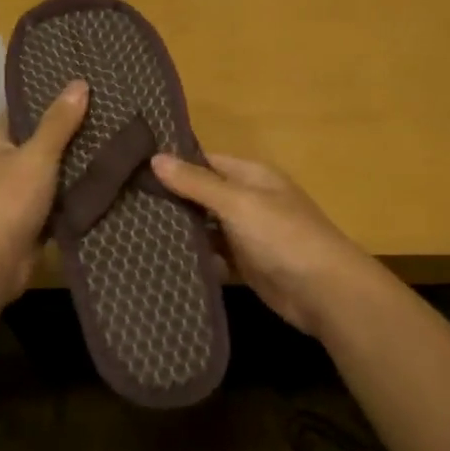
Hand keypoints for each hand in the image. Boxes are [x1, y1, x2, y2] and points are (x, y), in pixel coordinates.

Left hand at [0, 80, 88, 297]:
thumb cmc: (7, 199)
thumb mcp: (37, 154)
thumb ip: (59, 123)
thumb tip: (79, 83)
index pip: (21, 112)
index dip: (48, 100)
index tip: (82, 89)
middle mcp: (1, 167)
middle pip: (39, 144)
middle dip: (70, 135)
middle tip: (109, 117)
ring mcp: (15, 197)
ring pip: (51, 176)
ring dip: (76, 168)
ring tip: (116, 146)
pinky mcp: (31, 224)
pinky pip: (58, 204)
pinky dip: (76, 199)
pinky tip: (107, 185)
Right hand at [152, 152, 375, 336]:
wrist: (324, 292)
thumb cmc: (282, 236)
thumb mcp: (237, 202)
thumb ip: (196, 183)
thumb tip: (155, 158)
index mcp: (251, 176)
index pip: (205, 161)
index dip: (174, 164)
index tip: (134, 169)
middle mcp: (249, 201)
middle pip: (203, 196)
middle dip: (172, 201)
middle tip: (126, 204)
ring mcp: (249, 235)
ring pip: (207, 229)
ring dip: (181, 233)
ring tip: (133, 233)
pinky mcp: (246, 266)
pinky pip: (215, 258)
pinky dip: (197, 260)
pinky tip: (163, 263)